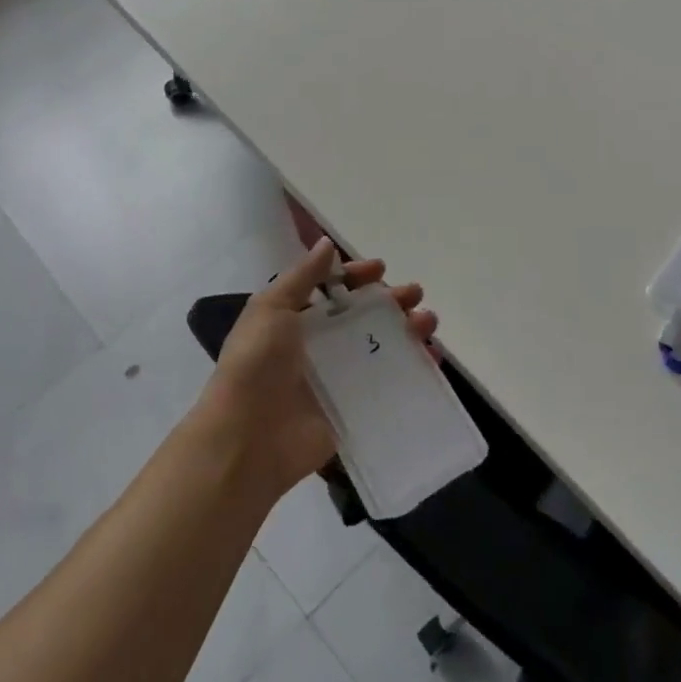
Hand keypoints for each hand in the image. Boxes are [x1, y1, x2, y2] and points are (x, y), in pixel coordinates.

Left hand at [194, 237, 438, 498]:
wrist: (248, 438)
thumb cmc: (257, 365)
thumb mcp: (271, 309)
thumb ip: (302, 276)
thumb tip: (326, 243)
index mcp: (294, 319)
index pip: (331, 289)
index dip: (355, 276)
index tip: (380, 269)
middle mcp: (317, 345)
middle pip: (361, 317)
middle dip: (390, 302)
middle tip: (415, 295)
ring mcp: (337, 378)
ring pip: (379, 347)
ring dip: (406, 332)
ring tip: (428, 323)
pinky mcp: (353, 407)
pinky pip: (387, 384)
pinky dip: (411, 370)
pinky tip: (431, 359)